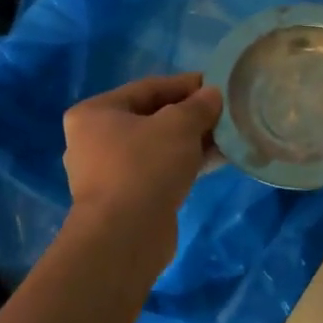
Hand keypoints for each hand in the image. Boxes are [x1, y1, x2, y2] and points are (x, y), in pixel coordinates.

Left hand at [62, 73, 221, 274]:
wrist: (125, 236)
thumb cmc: (144, 167)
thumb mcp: (178, 126)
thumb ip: (198, 106)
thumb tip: (213, 95)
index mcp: (94, 113)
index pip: (148, 88)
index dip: (185, 85)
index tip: (217, 85)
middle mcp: (94, 140)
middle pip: (151, 118)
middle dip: (190, 115)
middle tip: (224, 113)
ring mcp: (108, 173)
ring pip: (158, 147)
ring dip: (192, 141)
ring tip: (227, 137)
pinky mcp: (125, 199)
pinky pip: (159, 171)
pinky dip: (184, 164)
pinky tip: (216, 161)